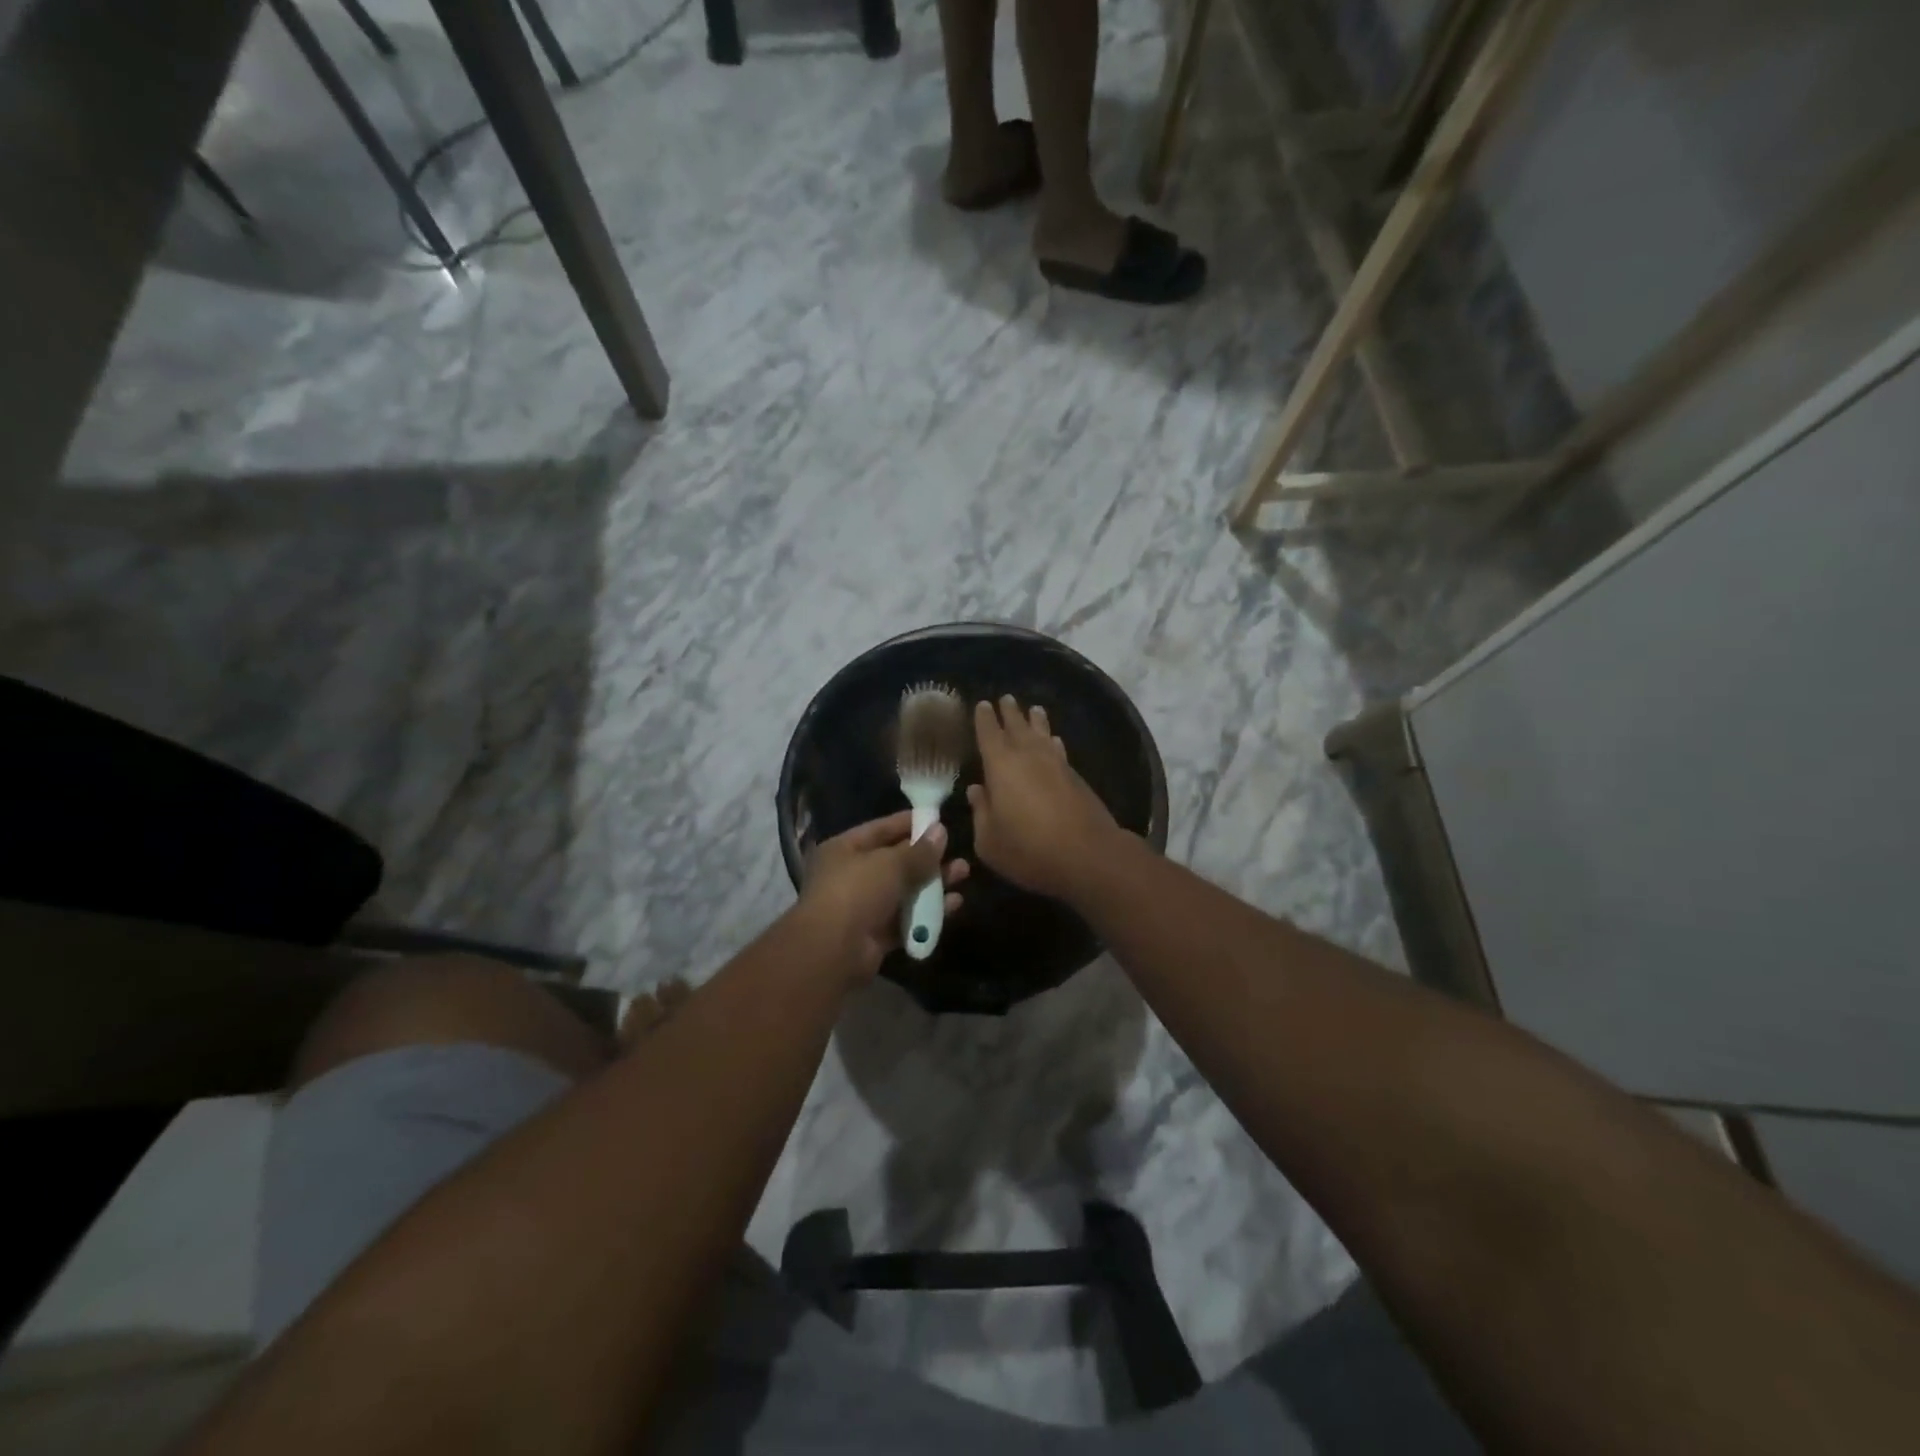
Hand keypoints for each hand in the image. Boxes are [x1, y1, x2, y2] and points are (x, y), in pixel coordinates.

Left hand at [799, 811, 968, 977]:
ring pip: (905, 890)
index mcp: (845, 849)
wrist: (833, 950)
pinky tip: (954, 904)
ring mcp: (864, 906)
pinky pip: (907, 918)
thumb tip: (941, 831)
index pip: (881, 829)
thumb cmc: (857, 892)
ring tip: (964, 874)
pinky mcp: (876, 934)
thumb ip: (919, 850)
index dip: (910, 823)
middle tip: (958, 851)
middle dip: (928, 857)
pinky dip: (928, 912)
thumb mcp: (891, 864)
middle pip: (896, 861)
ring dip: (934, 883)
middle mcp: (852, 875)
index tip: (939, 820)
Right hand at [967, 696, 1121, 899]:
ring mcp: (1055, 764)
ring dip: (1036, 721)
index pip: (989, 733)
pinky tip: (1055, 741)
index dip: (984, 718)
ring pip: (1042, 734)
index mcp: (1000, 766)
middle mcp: (1028, 756)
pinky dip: (1053, 741)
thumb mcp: (989, 840)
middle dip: (1010, 712)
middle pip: (1017, 726)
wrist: (1087, 854)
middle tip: (1006, 698)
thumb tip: (976, 790)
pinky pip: (1059, 749)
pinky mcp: (1076, 777)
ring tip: (1034, 709)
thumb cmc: (1028, 848)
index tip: (982, 704)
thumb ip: (980, 812)